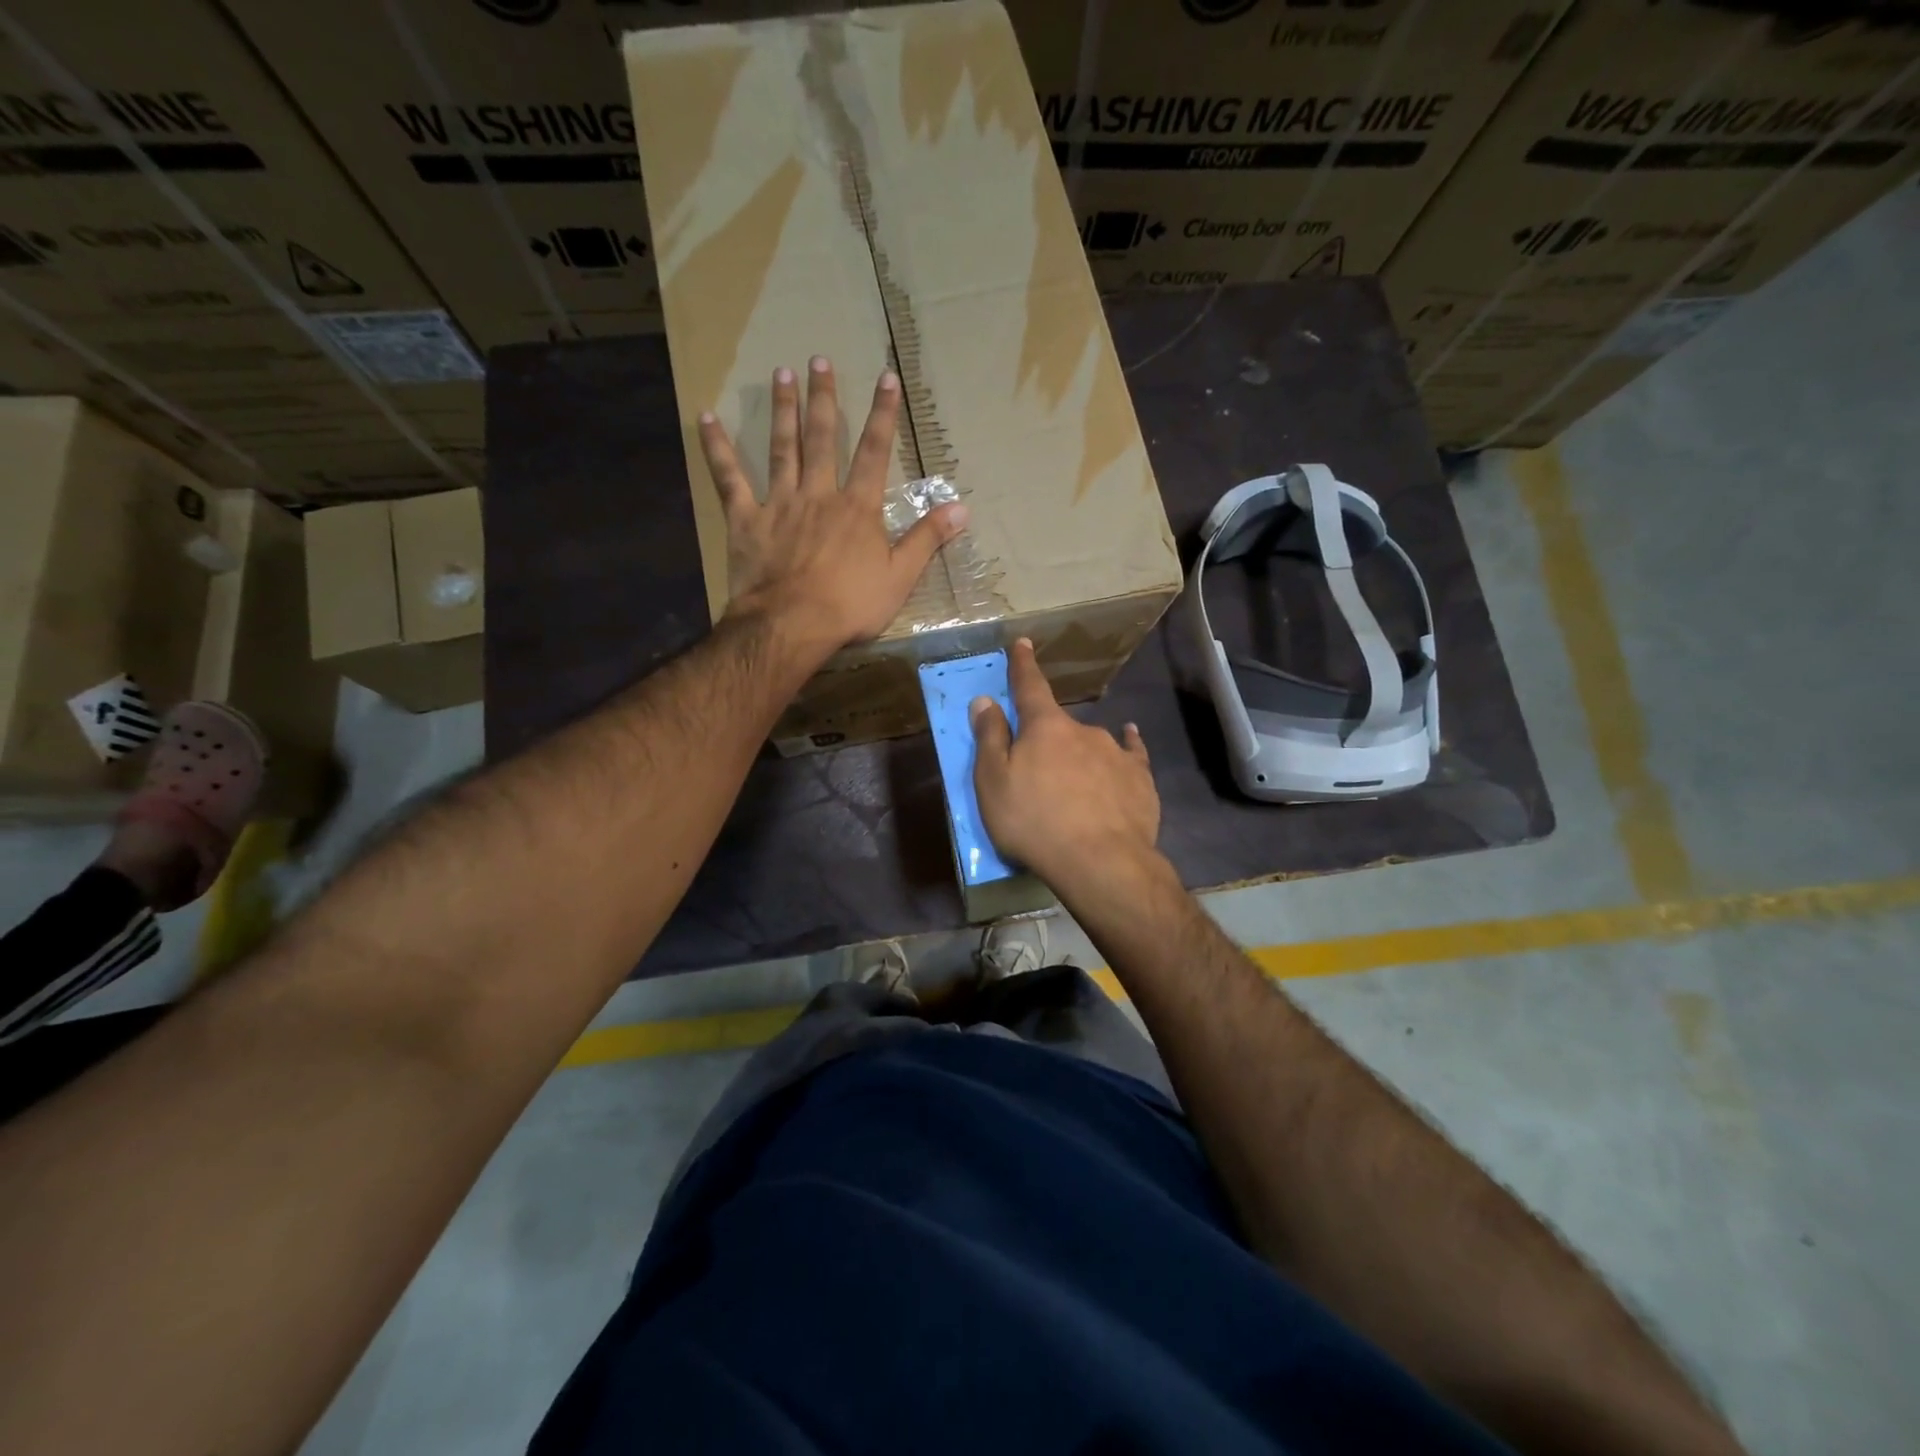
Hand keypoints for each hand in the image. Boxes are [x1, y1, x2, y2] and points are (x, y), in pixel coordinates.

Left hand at [698, 356, 967, 653]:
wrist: (793, 624)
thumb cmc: (851, 605)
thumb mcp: (900, 577)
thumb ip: (927, 539)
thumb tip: (963, 508)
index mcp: (858, 508)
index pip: (875, 452)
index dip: (883, 414)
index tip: (886, 378)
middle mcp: (819, 494)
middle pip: (823, 439)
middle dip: (824, 398)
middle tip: (818, 360)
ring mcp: (779, 503)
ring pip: (782, 448)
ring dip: (782, 410)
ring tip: (780, 374)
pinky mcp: (746, 520)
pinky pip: (729, 478)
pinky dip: (717, 449)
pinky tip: (706, 418)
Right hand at [970, 638, 1160, 890]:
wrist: (1101, 862)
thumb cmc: (1034, 822)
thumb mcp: (993, 783)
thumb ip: (989, 739)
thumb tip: (985, 700)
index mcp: (1044, 727)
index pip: (1030, 686)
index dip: (1023, 665)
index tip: (1024, 643)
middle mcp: (1083, 730)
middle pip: (1058, 725)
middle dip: (1046, 738)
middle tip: (1036, 773)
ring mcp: (1116, 752)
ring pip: (1091, 744)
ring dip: (1079, 756)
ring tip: (1073, 790)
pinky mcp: (1141, 778)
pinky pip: (1131, 754)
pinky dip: (1126, 748)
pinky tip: (1131, 743)